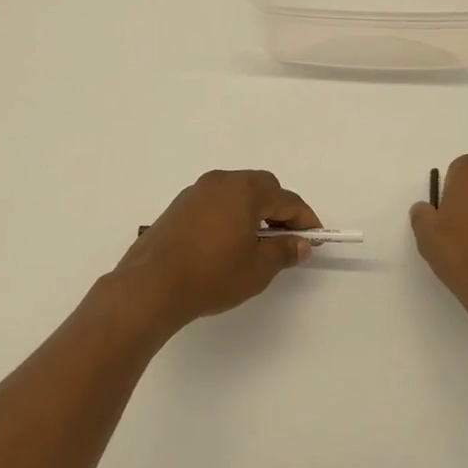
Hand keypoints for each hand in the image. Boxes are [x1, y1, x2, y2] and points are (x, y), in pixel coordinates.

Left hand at [115, 170, 320, 334]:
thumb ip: (284, 251)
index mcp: (245, 190)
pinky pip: (216, 202)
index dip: (305, 219)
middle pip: (262, 187)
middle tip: (288, 239)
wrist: (151, 285)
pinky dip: (230, 214)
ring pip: (237, 193)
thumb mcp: (257, 269)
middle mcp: (221, 182)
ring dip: (254, 211)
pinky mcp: (179, 206)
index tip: (315, 238)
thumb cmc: (212, 275)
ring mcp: (197, 191)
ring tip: (258, 243)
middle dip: (280, 210)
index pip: (287, 200)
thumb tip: (301, 243)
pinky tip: (228, 242)